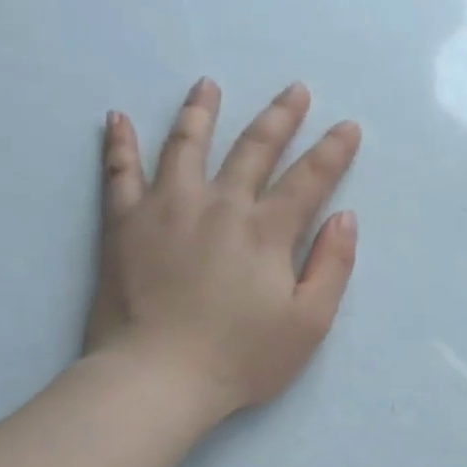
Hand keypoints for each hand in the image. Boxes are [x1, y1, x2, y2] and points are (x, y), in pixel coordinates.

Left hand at [83, 77, 360, 426]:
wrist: (157, 380)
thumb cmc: (242, 358)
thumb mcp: (309, 322)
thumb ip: (332, 266)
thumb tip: (345, 217)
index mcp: (266, 232)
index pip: (308, 179)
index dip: (333, 151)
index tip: (349, 126)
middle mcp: (219, 207)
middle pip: (253, 150)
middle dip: (280, 117)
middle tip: (295, 89)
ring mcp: (166, 210)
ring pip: (184, 147)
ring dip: (201, 113)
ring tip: (208, 85)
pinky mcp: (123, 227)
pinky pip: (118, 174)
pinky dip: (118, 145)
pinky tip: (117, 118)